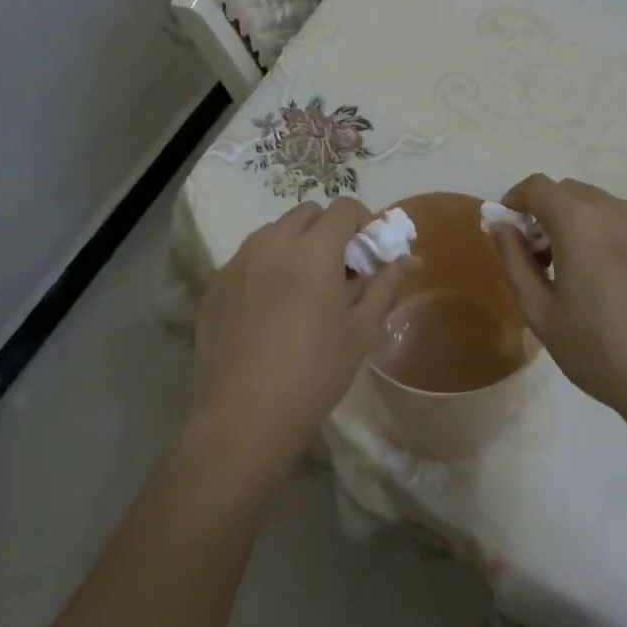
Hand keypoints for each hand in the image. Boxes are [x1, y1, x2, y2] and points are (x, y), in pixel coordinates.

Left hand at [190, 199, 417, 481]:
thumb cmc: (314, 373)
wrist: (244, 418)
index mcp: (313, 250)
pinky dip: (265, 267)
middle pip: (307, 213)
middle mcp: (272, 243)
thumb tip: (411, 259)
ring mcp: (238, 261)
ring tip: (302, 289)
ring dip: (295, 244)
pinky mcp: (215, 284)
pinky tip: (269, 310)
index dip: (362, 222)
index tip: (367, 252)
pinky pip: (247, 258)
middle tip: (337, 270)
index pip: (343, 208)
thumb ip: (385, 286)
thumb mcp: (360, 331)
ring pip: (274, 232)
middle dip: (328, 230)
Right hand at [489, 176, 626, 427]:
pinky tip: (626, 287)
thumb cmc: (601, 351)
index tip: (510, 227)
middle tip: (544, 255)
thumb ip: (514, 261)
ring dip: (587, 225)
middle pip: (573, 192)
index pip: (537, 186)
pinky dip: (620, 242)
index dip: (516, 199)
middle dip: (550, 212)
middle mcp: (619, 211)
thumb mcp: (541, 314)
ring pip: (608, 209)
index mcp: (580, 221)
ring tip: (587, 272)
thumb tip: (501, 227)